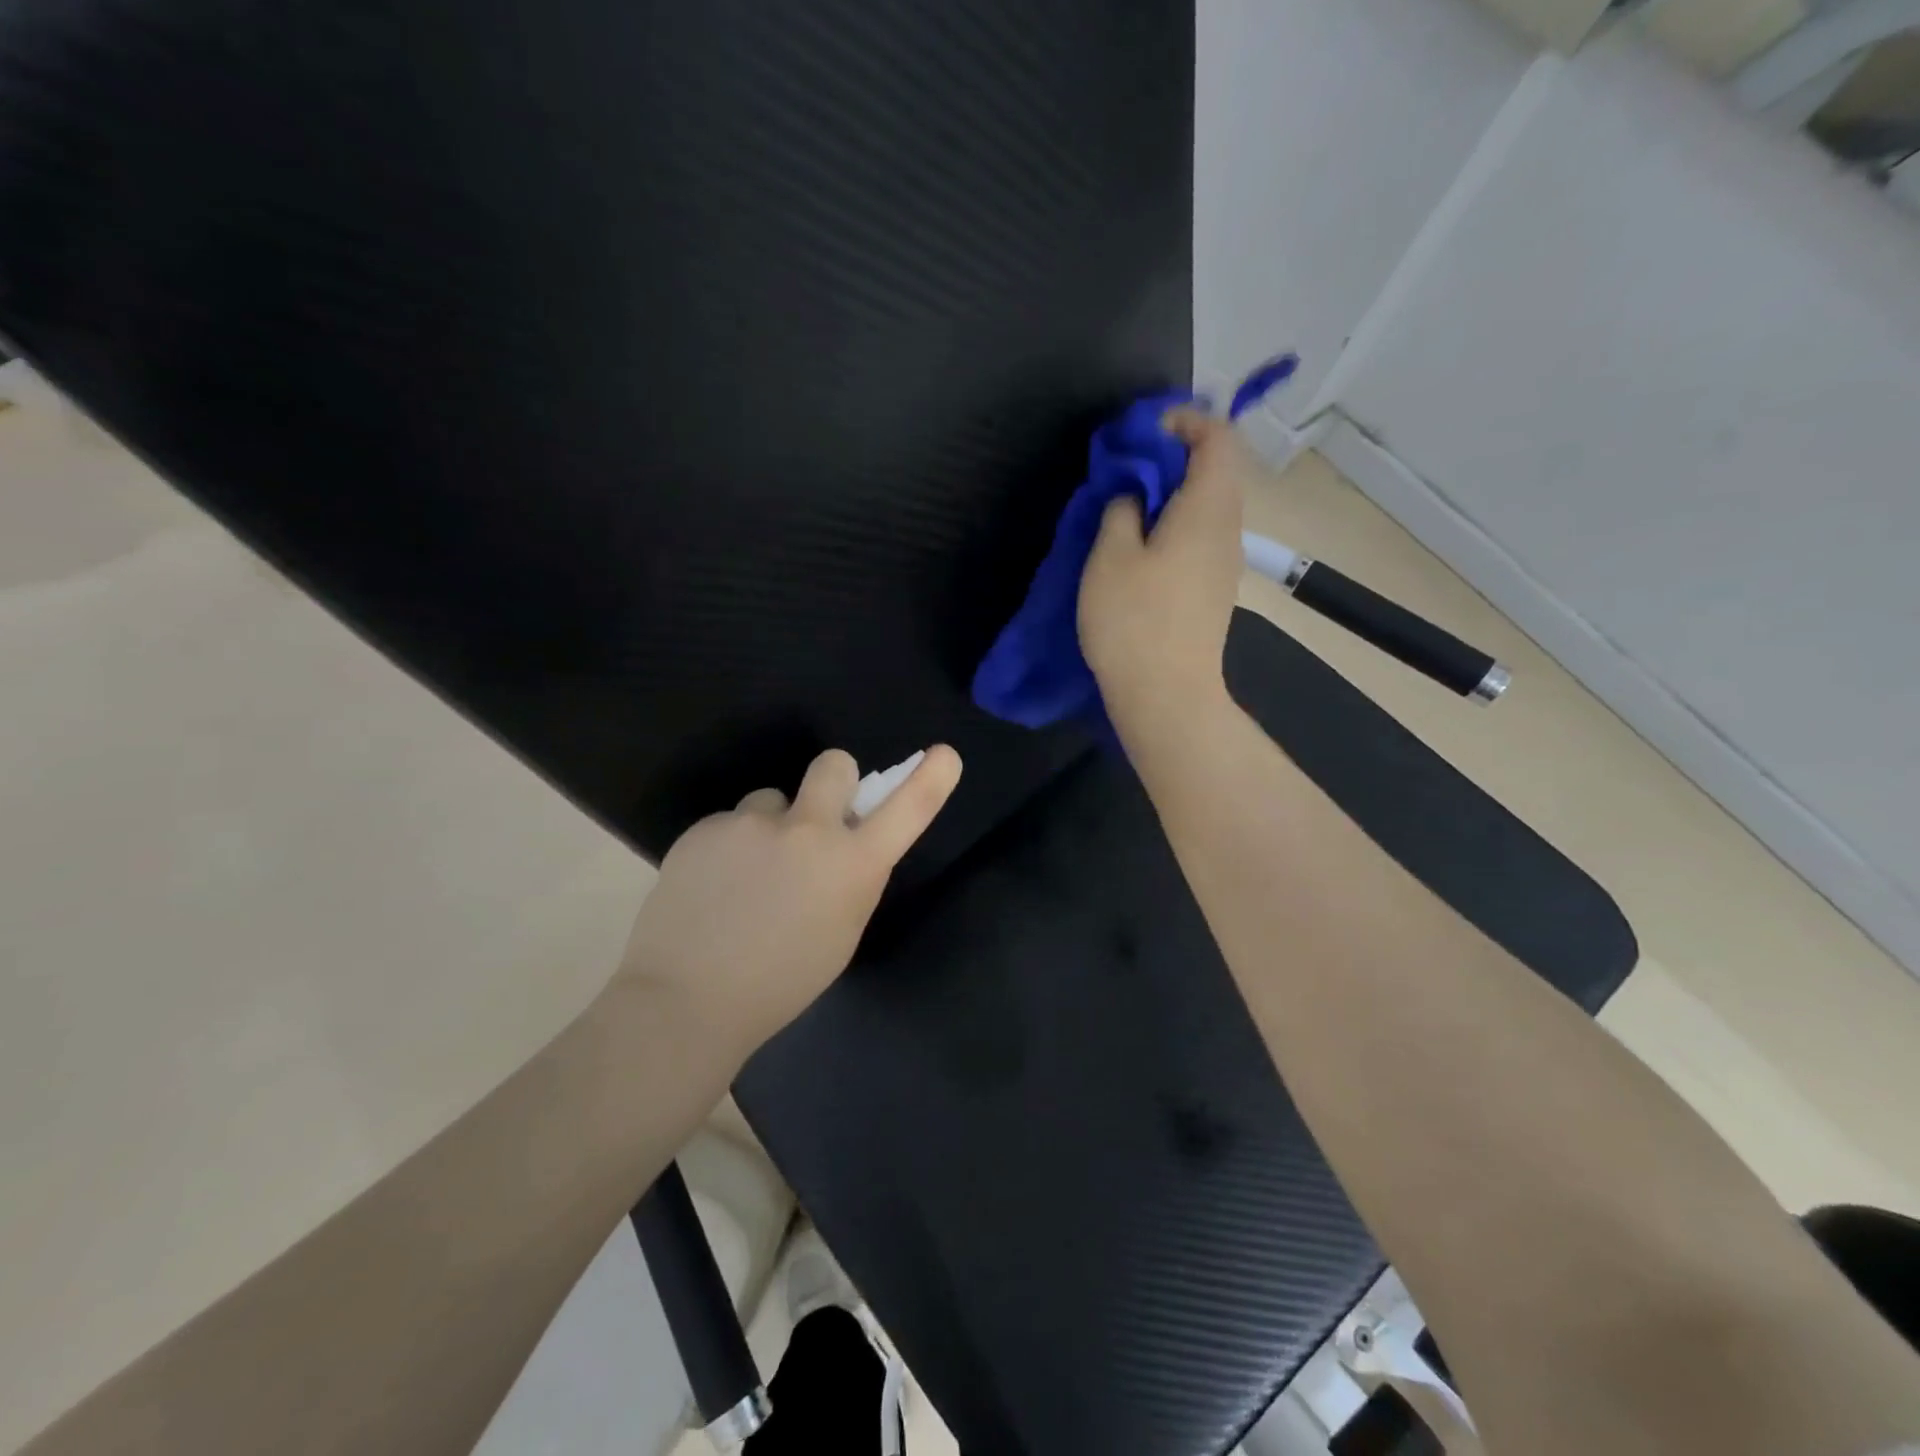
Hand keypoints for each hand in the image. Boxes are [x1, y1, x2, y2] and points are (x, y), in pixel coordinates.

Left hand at [617, 745, 962, 1058]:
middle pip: (834, 764)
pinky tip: (710, 888)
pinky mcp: (706, 827)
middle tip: (814, 818)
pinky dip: (728, 848)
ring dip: (769, 827)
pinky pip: (730, 824)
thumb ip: (851, 880)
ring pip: (771, 800)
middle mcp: (808, 830)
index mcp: (851, 865)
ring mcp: (752, 823)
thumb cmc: (780, 983)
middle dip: (834, 780)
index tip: (945, 754)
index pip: (906, 810)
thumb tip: (845, 847)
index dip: (930, 779)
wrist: (685, 1000)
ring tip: (744, 877)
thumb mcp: (841, 934)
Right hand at [1078, 407, 1257, 732]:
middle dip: (1172, 456)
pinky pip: (1201, 536)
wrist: (1166, 695)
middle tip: (1125, 469)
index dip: (1182, 421)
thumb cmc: (1134, 621)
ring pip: (1207, 505)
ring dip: (1171, 494)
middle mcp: (1228, 528)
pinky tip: (1140, 547)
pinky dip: (1175, 524)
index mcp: (1208, 508)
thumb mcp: (1110, 556)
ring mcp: (1225, 562)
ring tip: (1126, 507)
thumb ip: (1122, 509)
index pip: (1217, 438)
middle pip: (1215, 469)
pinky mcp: (1213, 589)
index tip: (1140, 433)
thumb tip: (1135, 493)